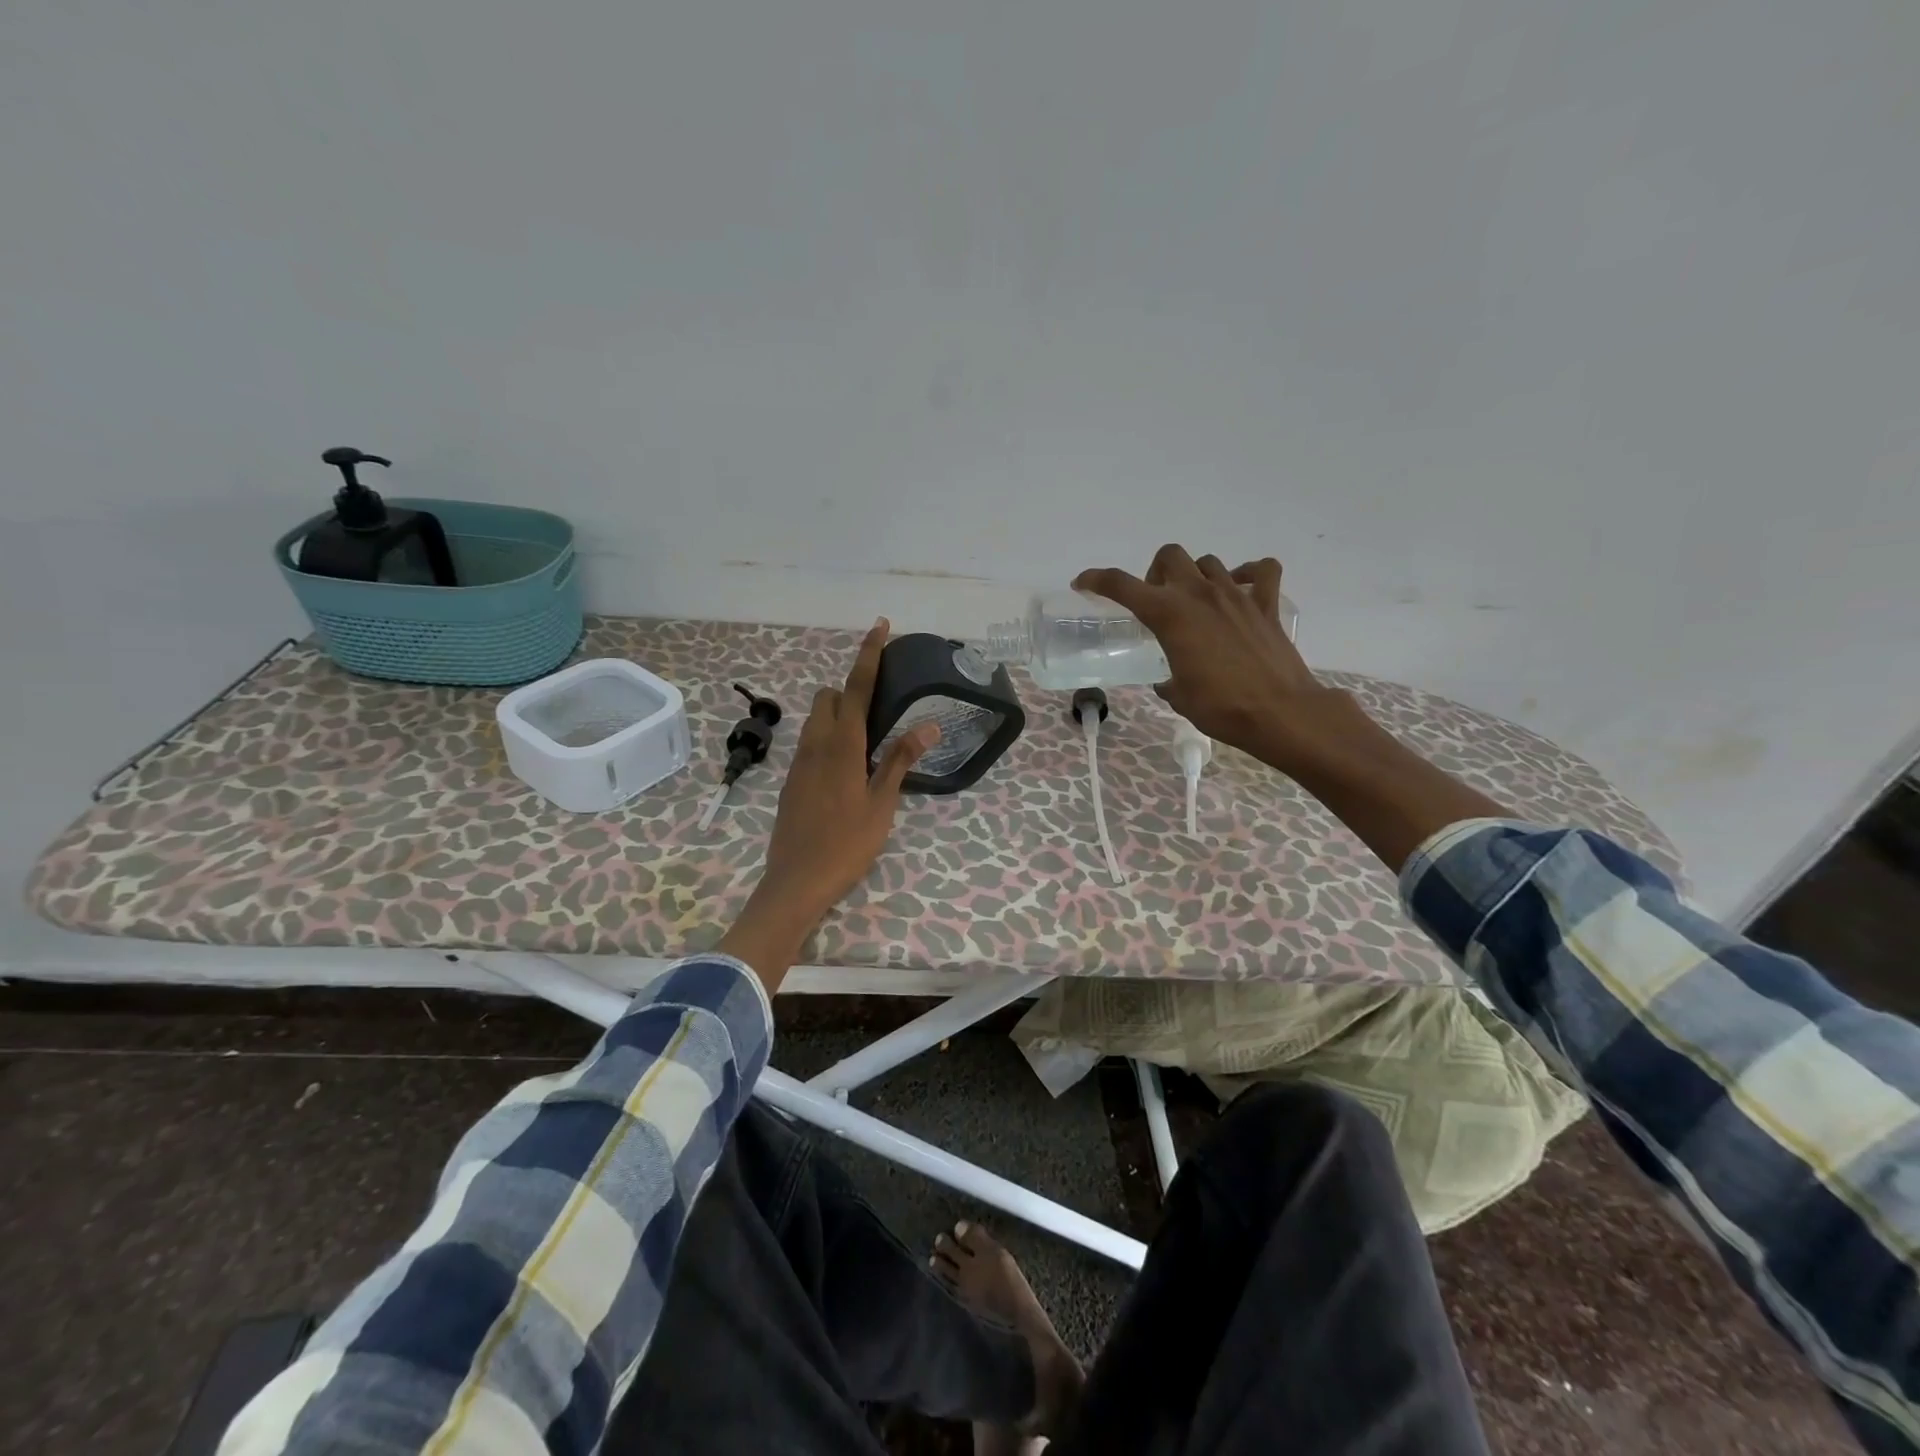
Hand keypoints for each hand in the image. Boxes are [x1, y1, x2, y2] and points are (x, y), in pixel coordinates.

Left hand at [717, 619, 939, 989]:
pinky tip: (846, 769)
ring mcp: (798, 762)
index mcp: (842, 746)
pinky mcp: (791, 780)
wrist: (795, 882)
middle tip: (879, 710)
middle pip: (828, 696)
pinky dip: (828, 738)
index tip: (880, 626)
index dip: (869, 654)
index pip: (856, 687)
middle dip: (849, 689)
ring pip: (815, 719)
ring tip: (866, 741)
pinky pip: (809, 743)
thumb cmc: (846, 844)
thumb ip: (900, 760)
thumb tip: (927, 726)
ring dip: (837, 714)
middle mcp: (815, 745)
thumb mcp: (882, 804)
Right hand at [1074, 545, 1339, 768]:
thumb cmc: (1221, 708)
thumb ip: (1168, 680)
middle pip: (1170, 556)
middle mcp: (1200, 594)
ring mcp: (1237, 595)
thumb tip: (1168, 681)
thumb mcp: (1179, 696)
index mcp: (1170, 615)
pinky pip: (1261, 571)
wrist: (1280, 713)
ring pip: (1208, 561)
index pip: (1123, 586)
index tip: (1084, 583)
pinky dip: (1250, 574)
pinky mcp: (1267, 605)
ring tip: (1196, 602)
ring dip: (1195, 575)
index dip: (1098, 580)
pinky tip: (1242, 590)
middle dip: (1156, 573)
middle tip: (1158, 601)